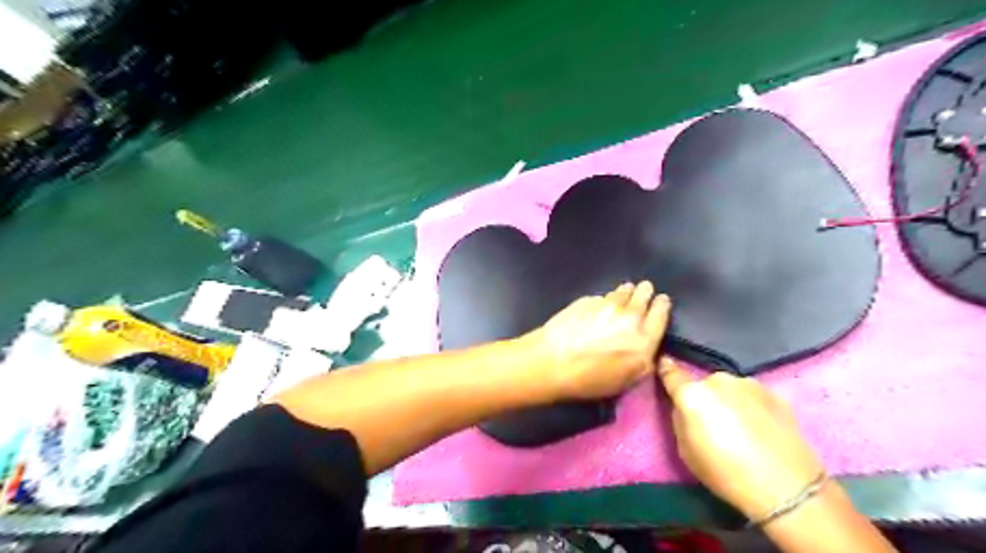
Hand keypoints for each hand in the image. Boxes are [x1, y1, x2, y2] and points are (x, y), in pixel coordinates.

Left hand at [524, 282, 670, 398]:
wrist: (553, 361)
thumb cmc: (589, 380)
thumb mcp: (626, 381)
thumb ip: (642, 362)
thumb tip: (647, 349)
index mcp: (644, 340)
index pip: (660, 315)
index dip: (662, 305)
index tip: (662, 300)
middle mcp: (630, 317)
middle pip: (644, 296)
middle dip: (646, 291)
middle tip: (645, 289)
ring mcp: (608, 305)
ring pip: (623, 291)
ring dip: (627, 291)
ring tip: (626, 290)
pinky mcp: (588, 300)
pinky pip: (602, 297)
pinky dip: (605, 299)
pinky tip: (600, 304)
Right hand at [662, 356, 825, 519]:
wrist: (787, 487)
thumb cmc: (726, 473)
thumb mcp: (686, 451)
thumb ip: (680, 420)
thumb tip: (685, 408)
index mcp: (693, 394)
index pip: (671, 373)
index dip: (666, 369)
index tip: (663, 363)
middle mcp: (719, 380)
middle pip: (703, 384)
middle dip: (704, 397)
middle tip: (713, 422)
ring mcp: (749, 384)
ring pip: (729, 389)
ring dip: (729, 400)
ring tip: (740, 427)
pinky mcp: (774, 393)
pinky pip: (751, 396)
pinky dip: (750, 406)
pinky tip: (760, 429)